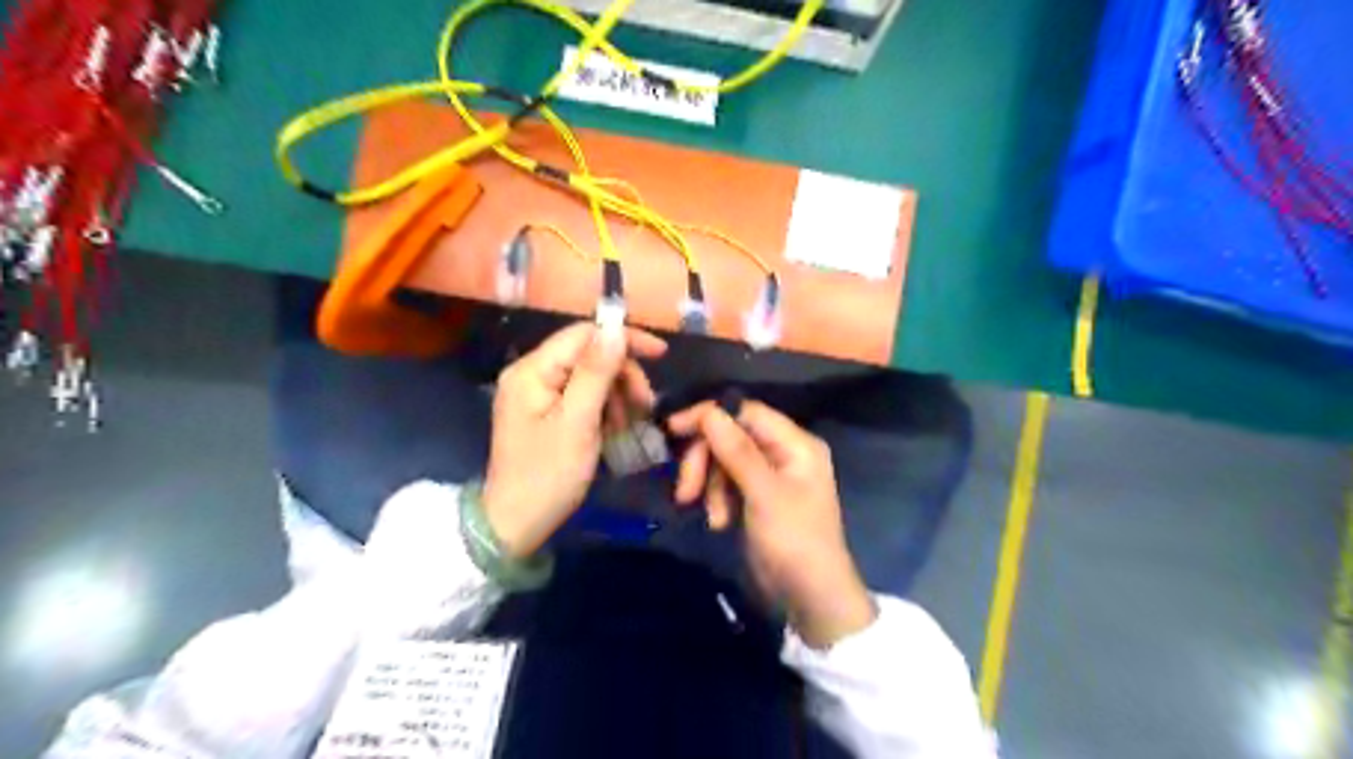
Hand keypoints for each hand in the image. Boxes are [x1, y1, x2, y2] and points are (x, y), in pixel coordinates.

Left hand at [487, 320, 663, 556]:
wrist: (515, 524)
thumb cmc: (548, 474)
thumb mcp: (578, 422)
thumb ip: (596, 372)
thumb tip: (615, 329)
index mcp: (532, 370)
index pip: (583, 335)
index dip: (624, 339)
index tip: (661, 355)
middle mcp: (530, 373)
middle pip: (588, 354)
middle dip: (622, 374)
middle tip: (645, 405)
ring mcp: (536, 394)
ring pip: (589, 376)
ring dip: (616, 394)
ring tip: (629, 423)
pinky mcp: (544, 412)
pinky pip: (581, 396)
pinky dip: (603, 408)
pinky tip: (614, 428)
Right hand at [674, 400, 883, 648]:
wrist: (810, 599)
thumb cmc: (794, 542)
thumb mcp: (764, 494)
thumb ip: (737, 451)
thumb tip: (708, 411)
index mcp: (795, 443)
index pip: (745, 411)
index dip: (709, 416)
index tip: (673, 429)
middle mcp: (783, 452)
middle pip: (730, 436)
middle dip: (706, 460)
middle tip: (686, 490)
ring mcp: (769, 475)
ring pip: (724, 460)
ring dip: (710, 485)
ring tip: (714, 517)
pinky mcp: (756, 496)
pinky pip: (726, 482)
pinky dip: (717, 498)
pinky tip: (719, 522)